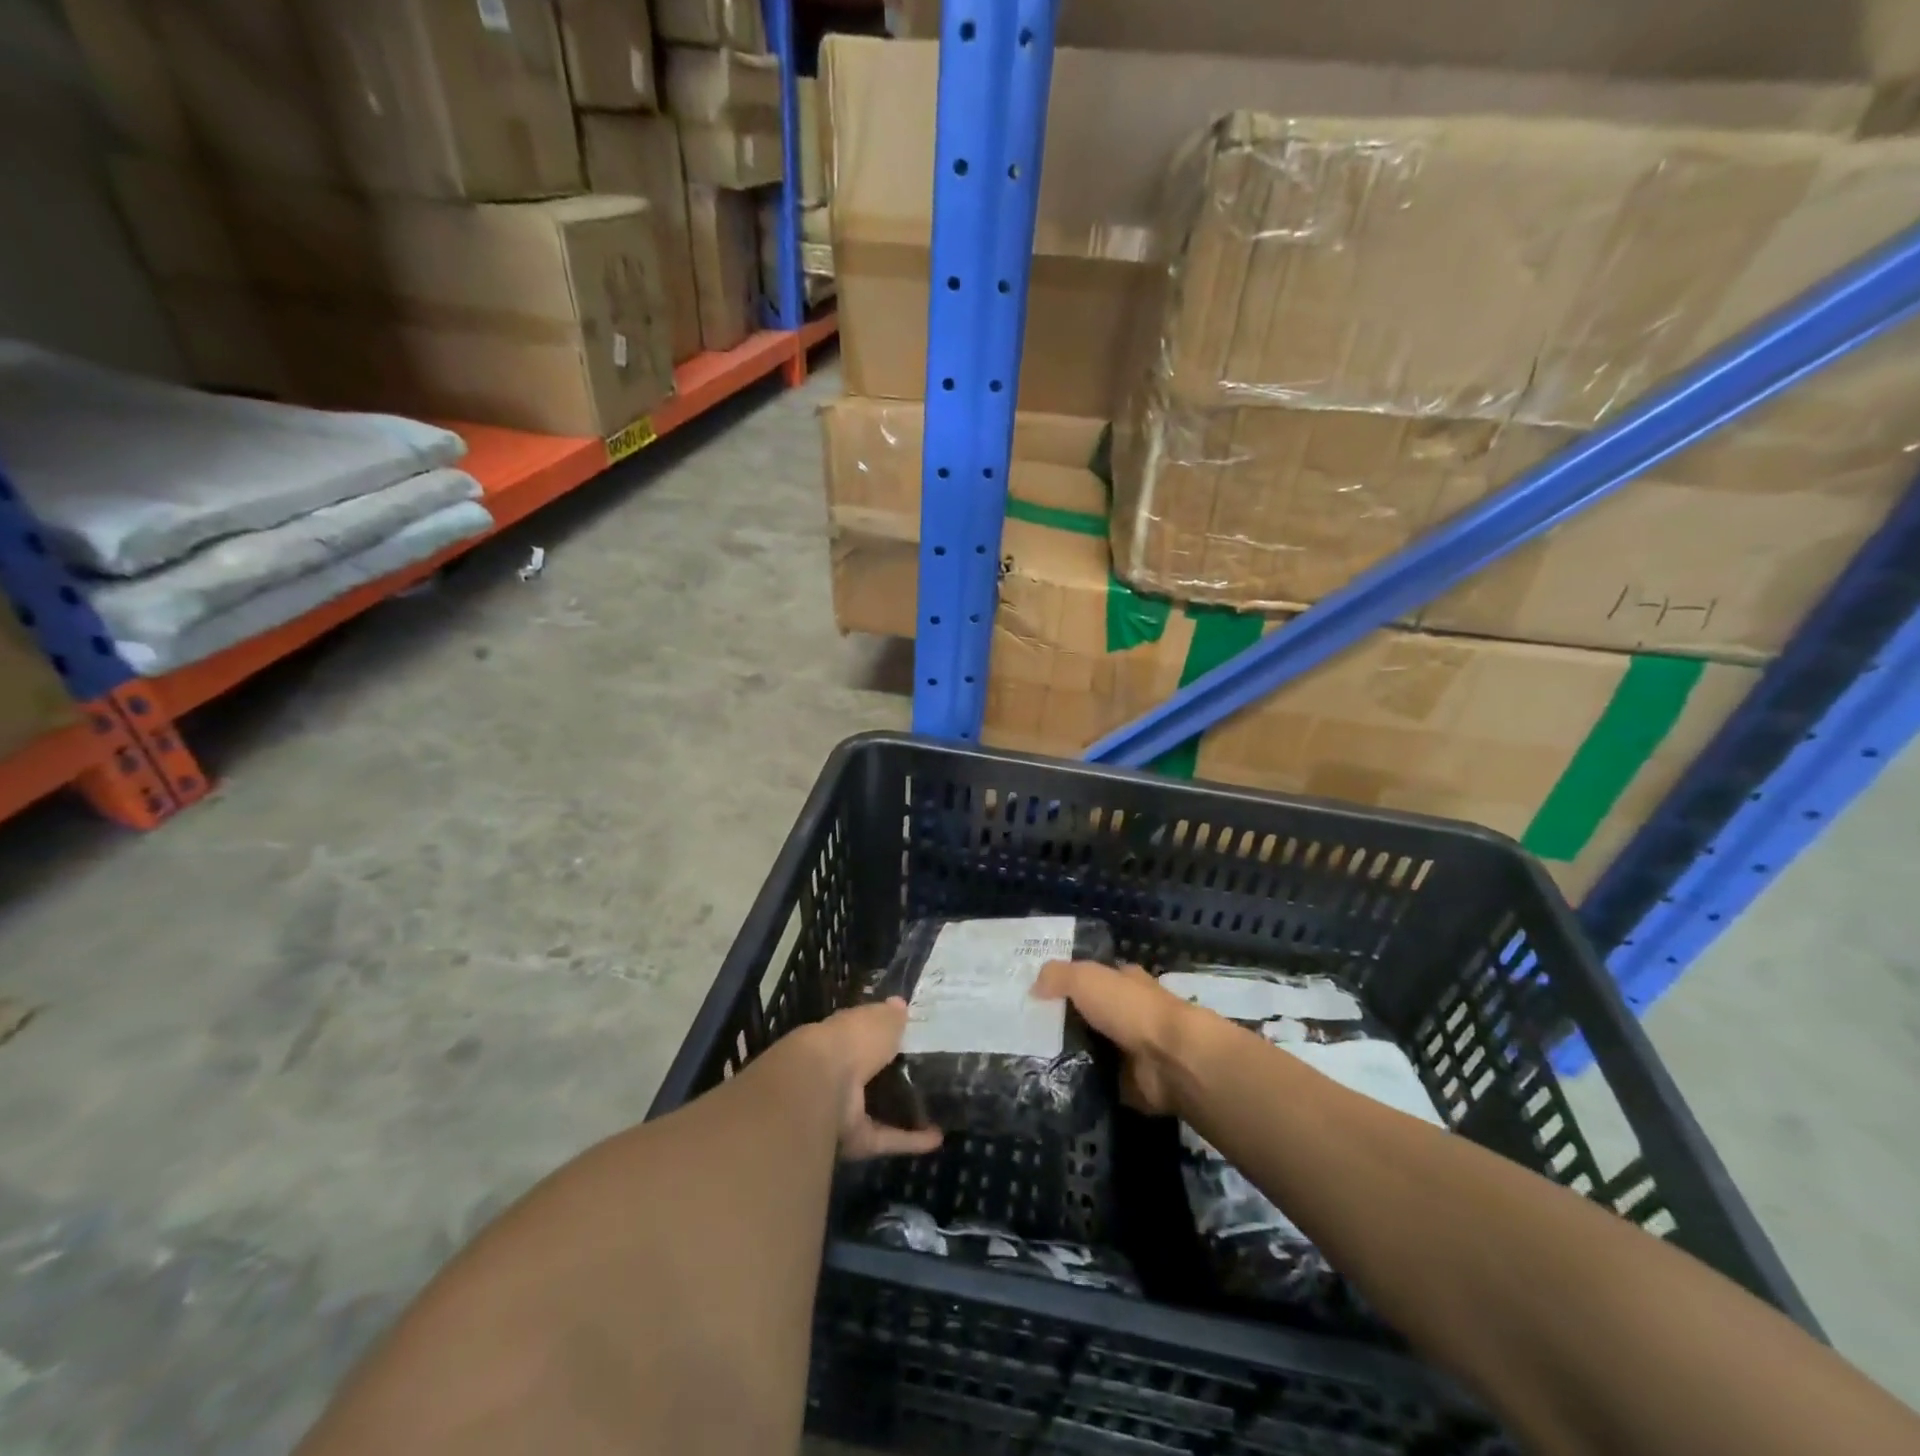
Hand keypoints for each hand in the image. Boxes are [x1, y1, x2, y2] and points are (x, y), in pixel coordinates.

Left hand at [796, 999, 944, 1160]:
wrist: (820, 1088)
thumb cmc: (850, 1041)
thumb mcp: (878, 1020)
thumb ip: (890, 1017)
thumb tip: (899, 1004)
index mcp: (839, 1037)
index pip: (860, 1032)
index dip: (879, 1030)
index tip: (905, 1031)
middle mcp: (837, 1072)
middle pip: (866, 1073)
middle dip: (888, 1074)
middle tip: (925, 1073)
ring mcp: (842, 1108)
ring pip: (875, 1109)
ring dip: (902, 1111)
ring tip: (936, 1108)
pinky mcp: (853, 1140)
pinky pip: (884, 1138)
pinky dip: (909, 1140)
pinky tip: (937, 1138)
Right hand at [1033, 960, 1199, 1115]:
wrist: (1170, 1059)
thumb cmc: (1130, 1008)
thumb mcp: (1086, 978)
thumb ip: (1057, 977)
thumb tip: (1033, 987)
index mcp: (1126, 982)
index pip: (1095, 979)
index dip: (1070, 984)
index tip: (1038, 997)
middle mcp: (1131, 1014)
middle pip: (1092, 1017)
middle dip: (1067, 1024)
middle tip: (1026, 1033)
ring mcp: (1133, 1051)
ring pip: (1094, 1050)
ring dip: (1072, 1057)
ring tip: (1032, 1062)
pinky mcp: (1132, 1084)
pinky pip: (1099, 1083)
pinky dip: (1082, 1085)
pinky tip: (1053, 1086)